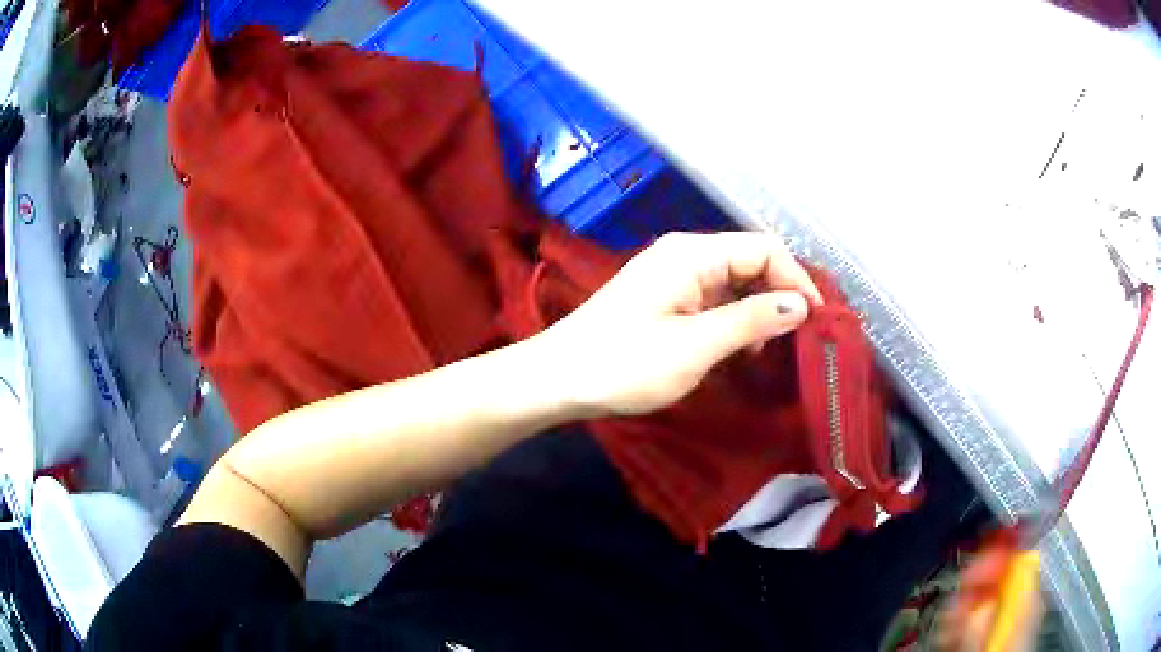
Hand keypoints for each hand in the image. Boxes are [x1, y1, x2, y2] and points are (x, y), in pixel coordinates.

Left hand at [537, 232, 823, 415]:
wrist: (557, 380)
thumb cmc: (623, 363)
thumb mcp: (694, 346)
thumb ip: (750, 321)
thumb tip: (799, 305)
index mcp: (693, 254)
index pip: (764, 248)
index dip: (796, 279)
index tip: (817, 319)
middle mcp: (686, 255)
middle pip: (751, 262)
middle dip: (780, 295)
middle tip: (800, 339)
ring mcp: (673, 277)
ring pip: (734, 283)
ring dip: (758, 311)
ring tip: (769, 350)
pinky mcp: (665, 299)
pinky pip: (714, 300)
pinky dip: (734, 320)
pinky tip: (739, 349)